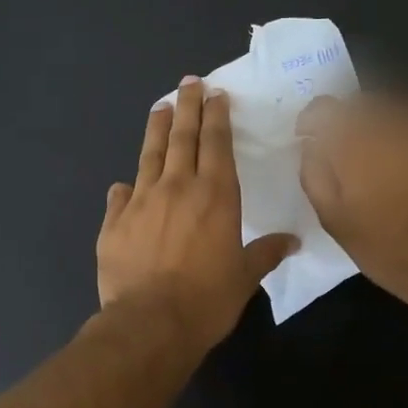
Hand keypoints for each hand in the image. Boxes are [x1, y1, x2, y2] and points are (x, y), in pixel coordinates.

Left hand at [97, 77, 297, 350]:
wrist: (150, 323)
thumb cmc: (207, 300)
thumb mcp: (245, 277)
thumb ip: (266, 252)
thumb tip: (293, 241)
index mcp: (215, 195)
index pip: (216, 143)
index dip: (217, 116)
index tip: (216, 94)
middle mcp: (177, 188)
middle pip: (182, 137)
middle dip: (187, 106)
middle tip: (188, 83)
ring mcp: (141, 202)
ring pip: (149, 155)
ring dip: (156, 129)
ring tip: (160, 108)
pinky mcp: (114, 223)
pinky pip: (120, 197)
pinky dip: (125, 188)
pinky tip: (123, 184)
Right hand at [297, 93, 407, 310]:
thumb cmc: (390, 246)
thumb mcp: (335, 219)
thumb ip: (315, 173)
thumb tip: (312, 144)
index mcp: (354, 138)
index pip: (323, 109)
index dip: (314, 123)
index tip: (314, 140)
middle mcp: (392, 116)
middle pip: (363, 105)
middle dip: (356, 126)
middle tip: (360, 158)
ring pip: (400, 108)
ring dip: (392, 127)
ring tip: (398, 159)